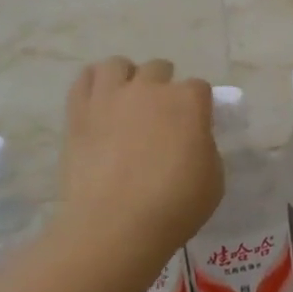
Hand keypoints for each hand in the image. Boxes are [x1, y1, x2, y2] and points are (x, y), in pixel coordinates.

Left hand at [57, 57, 222, 258]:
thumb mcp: (213, 180)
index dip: (198, 106)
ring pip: (117, 65)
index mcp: (188, 101)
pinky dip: (93, 86)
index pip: (199, 87)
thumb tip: (192, 140)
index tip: (194, 127)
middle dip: (163, 87)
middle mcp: (149, 88)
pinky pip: (84, 80)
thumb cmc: (174, 207)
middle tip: (159, 117)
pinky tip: (98, 104)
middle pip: (159, 69)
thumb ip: (205, 148)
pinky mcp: (79, 112)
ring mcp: (110, 96)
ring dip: (126, 78)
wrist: (114, 226)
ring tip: (125, 103)